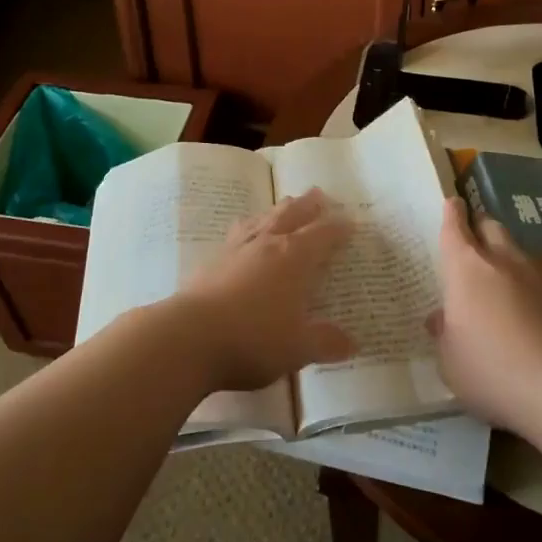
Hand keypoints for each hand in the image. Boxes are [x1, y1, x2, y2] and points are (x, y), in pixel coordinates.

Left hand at [177, 188, 353, 392]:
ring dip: (277, 210)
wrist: (188, 337)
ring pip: (262, 219)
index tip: (350, 222)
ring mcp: (236, 249)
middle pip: (291, 215)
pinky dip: (248, 228)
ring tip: (284, 205)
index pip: (323, 235)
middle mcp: (267, 244)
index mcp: (295, 258)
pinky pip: (236, 234)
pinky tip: (243, 234)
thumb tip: (353, 343)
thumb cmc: (253, 340)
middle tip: (318, 194)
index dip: (338, 228)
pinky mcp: (211, 261)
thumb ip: (325, 342)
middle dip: (308, 205)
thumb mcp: (298, 348)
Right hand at [426, 197, 541, 432]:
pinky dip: (520, 285)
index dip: (452, 213)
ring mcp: (534, 279)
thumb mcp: (449, 360)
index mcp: (465, 268)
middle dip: (479, 228)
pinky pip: (531, 280)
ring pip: (514, 252)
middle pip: (490, 227)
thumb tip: (441, 319)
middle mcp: (500, 262)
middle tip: (469, 241)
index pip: (455, 228)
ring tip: (491, 281)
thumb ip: (444, 334)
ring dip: (501, 257)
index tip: (452, 203)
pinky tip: (515, 311)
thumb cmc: (490, 368)